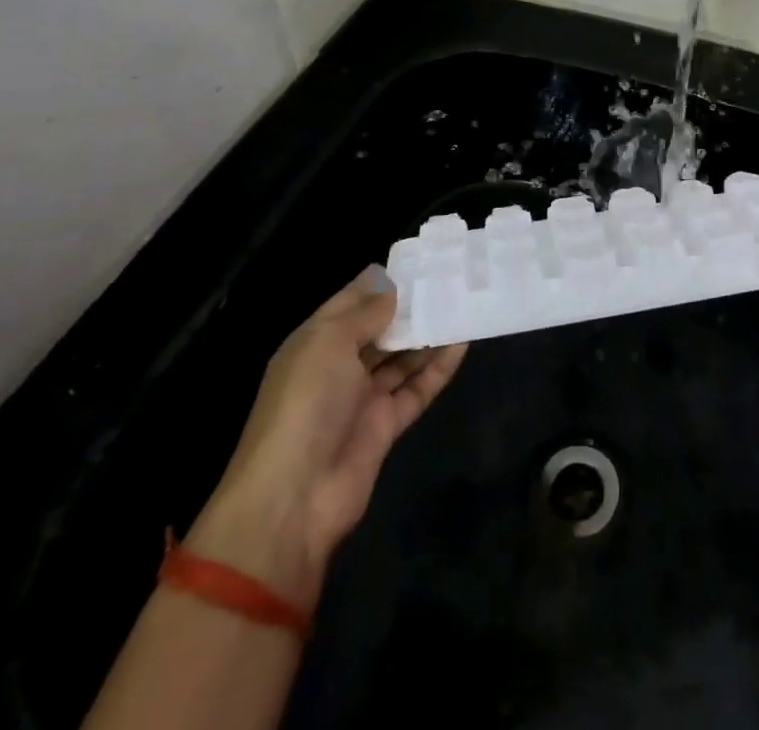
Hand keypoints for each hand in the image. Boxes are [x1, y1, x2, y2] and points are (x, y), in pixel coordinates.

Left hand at [186, 268, 466, 606]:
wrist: (294, 498)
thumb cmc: (306, 403)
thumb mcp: (329, 343)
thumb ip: (366, 313)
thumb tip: (393, 290)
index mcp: (315, 342)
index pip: (351, 302)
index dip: (382, 282)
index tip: (420, 261)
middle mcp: (338, 366)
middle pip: (380, 329)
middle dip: (410, 306)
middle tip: (451, 280)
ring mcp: (362, 398)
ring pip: (401, 357)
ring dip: (428, 334)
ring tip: (464, 305)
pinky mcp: (386, 425)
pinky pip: (417, 388)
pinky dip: (438, 367)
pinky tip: (463, 343)